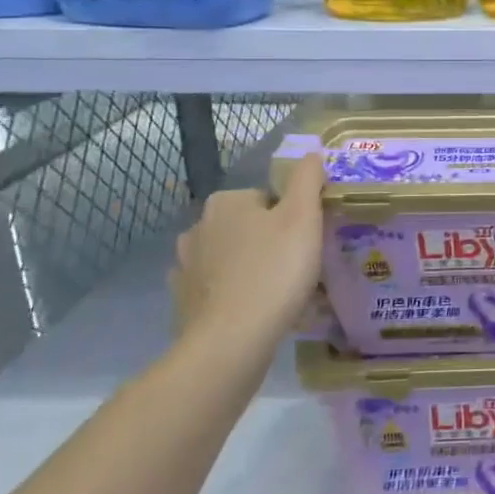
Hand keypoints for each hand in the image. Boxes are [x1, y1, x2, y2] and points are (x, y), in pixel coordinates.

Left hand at [169, 153, 324, 367]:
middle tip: (298, 267)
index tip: (307, 242)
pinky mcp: (183, 301)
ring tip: (279, 292)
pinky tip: (254, 310)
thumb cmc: (274, 270)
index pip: (268, 199)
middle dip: (270, 242)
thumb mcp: (304, 217)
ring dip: (251, 267)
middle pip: (249, 227)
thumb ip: (308, 179)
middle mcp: (198, 227)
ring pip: (231, 257)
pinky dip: (233, 294)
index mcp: (226, 202)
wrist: (231, 340)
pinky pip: (216, 288)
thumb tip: (311, 153)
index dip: (293, 218)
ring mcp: (185, 266)